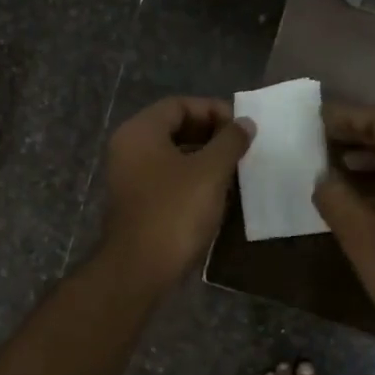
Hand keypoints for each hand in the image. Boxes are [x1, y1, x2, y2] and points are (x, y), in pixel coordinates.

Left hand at [99, 97, 254, 293]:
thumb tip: (245, 123)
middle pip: (174, 128)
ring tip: (235, 168)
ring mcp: (129, 178)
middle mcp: (129, 149)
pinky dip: (192, 178)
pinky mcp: (136, 203)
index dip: (213, 110)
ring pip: (172, 155)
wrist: (140, 269)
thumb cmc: (175, 212)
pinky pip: (167, 178)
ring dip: (204, 157)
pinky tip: (217, 192)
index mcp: (140, 132)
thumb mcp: (210, 172)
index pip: (179, 105)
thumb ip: (230, 141)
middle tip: (242, 147)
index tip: (242, 126)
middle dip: (211, 134)